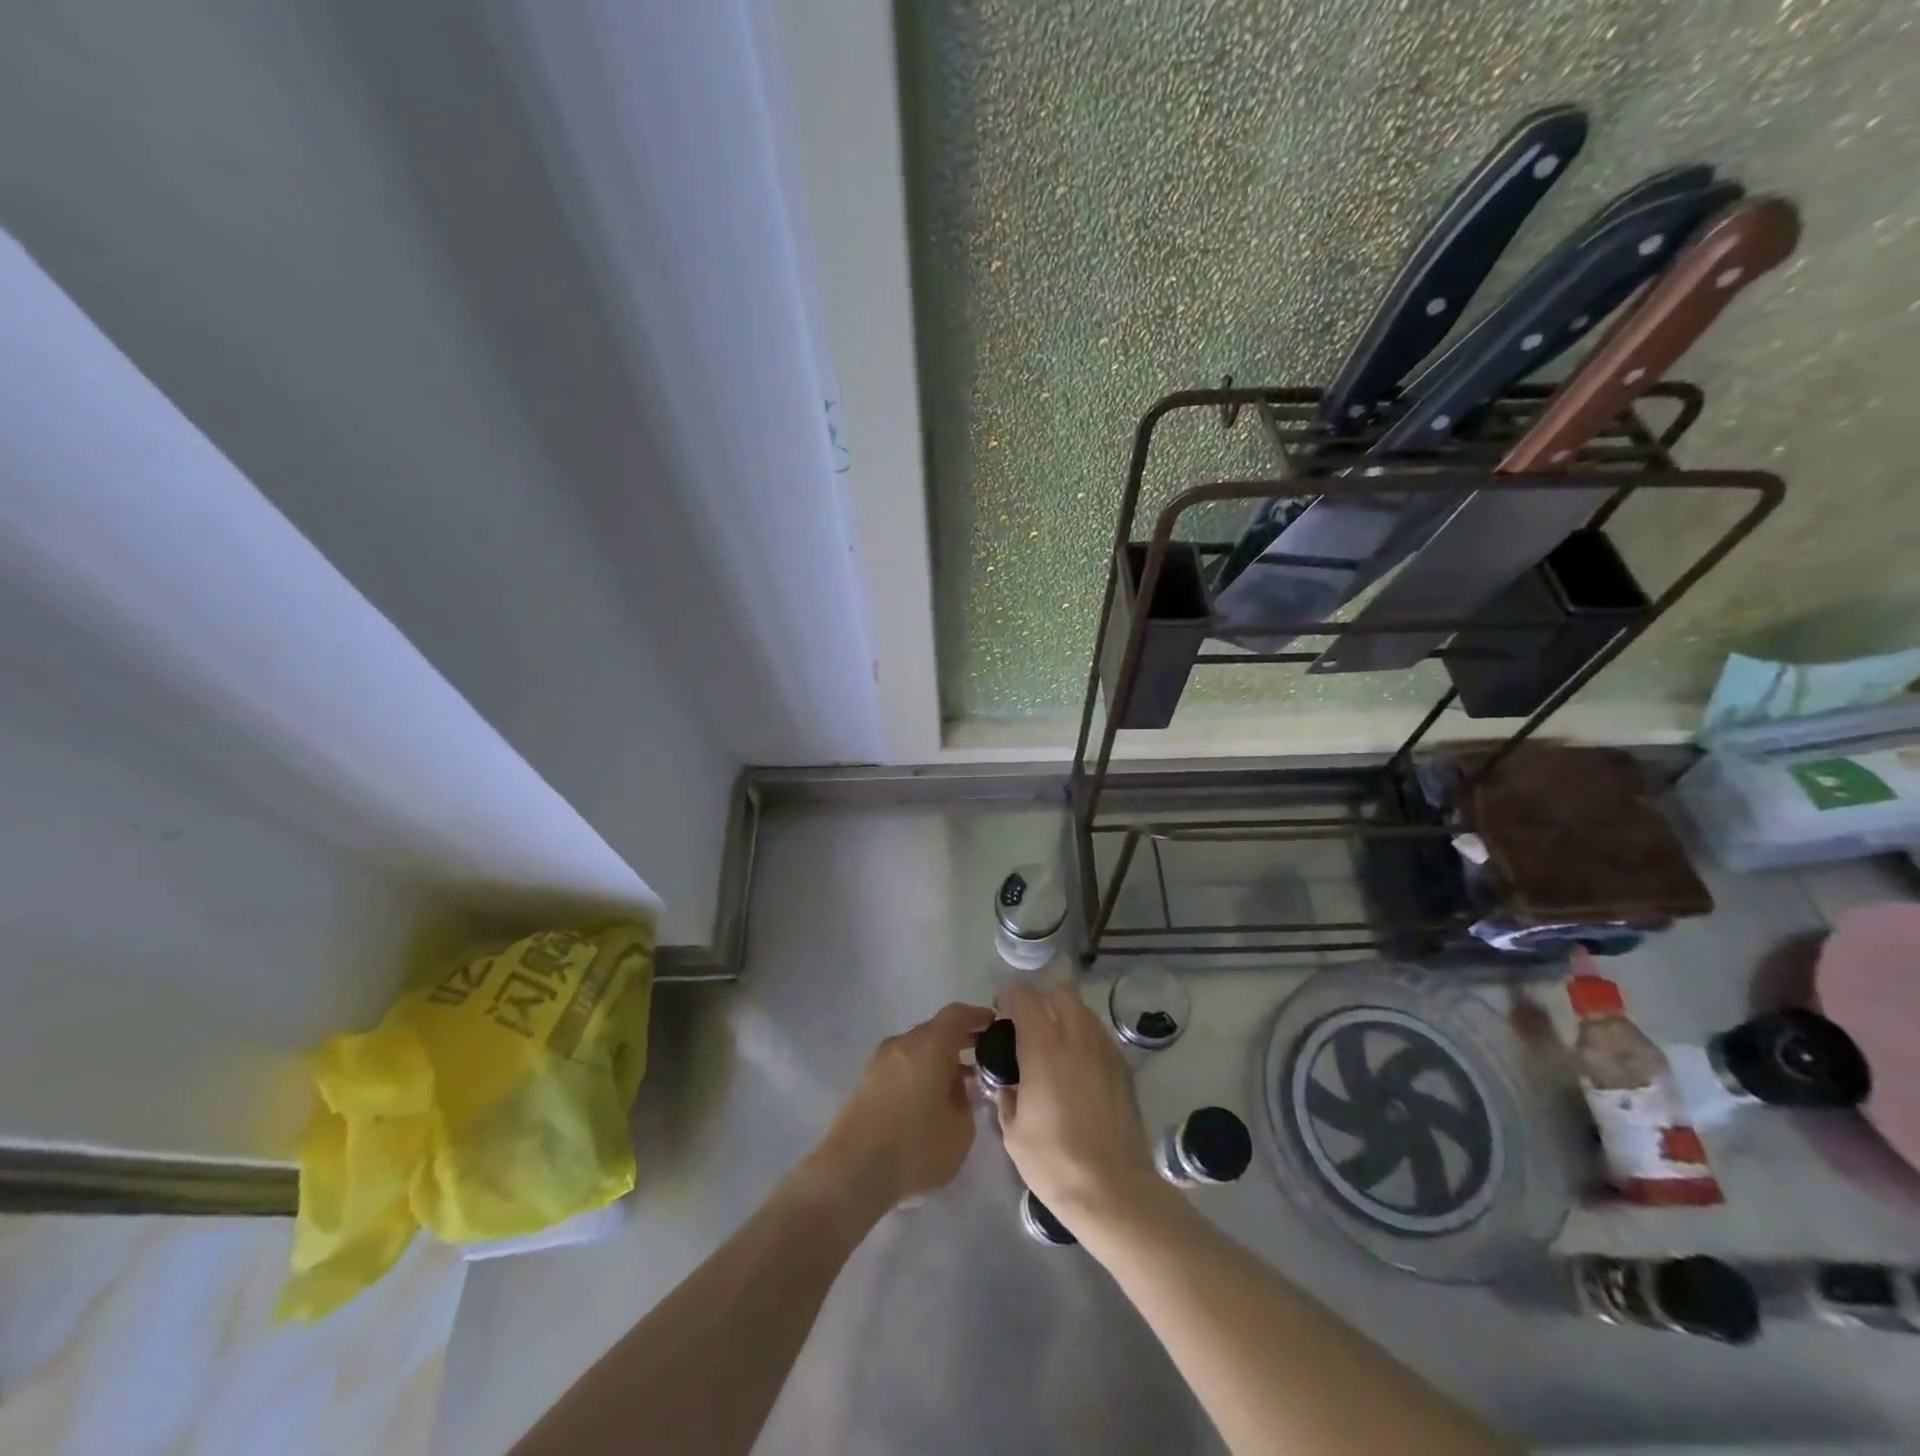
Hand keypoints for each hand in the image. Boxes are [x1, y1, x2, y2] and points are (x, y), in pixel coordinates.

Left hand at [812, 1002, 994, 1216]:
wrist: (851, 1172)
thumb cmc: (915, 1147)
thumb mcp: (961, 1131)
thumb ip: (966, 1102)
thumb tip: (957, 1090)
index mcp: (929, 1044)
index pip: (958, 1015)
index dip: (979, 1017)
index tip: (996, 1026)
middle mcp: (903, 1043)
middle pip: (936, 1030)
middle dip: (960, 1041)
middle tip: (983, 1058)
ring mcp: (880, 1062)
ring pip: (917, 1050)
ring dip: (939, 1060)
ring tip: (959, 1086)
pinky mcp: (866, 1083)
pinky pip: (902, 1067)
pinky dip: (920, 1074)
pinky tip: (930, 1102)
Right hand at [994, 984, 1165, 1233]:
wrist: (1113, 1189)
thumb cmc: (1054, 1161)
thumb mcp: (1012, 1131)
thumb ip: (1006, 1094)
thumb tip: (1007, 1082)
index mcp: (1043, 1045)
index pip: (1024, 995)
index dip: (1008, 998)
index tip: (1001, 1016)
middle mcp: (1076, 1036)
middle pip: (1059, 992)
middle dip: (1041, 1001)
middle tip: (1029, 1028)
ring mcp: (1104, 1049)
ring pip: (1083, 1012)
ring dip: (1065, 1018)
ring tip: (1055, 1050)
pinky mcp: (1123, 1067)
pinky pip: (1099, 1036)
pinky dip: (1084, 1040)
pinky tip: (1077, 1072)